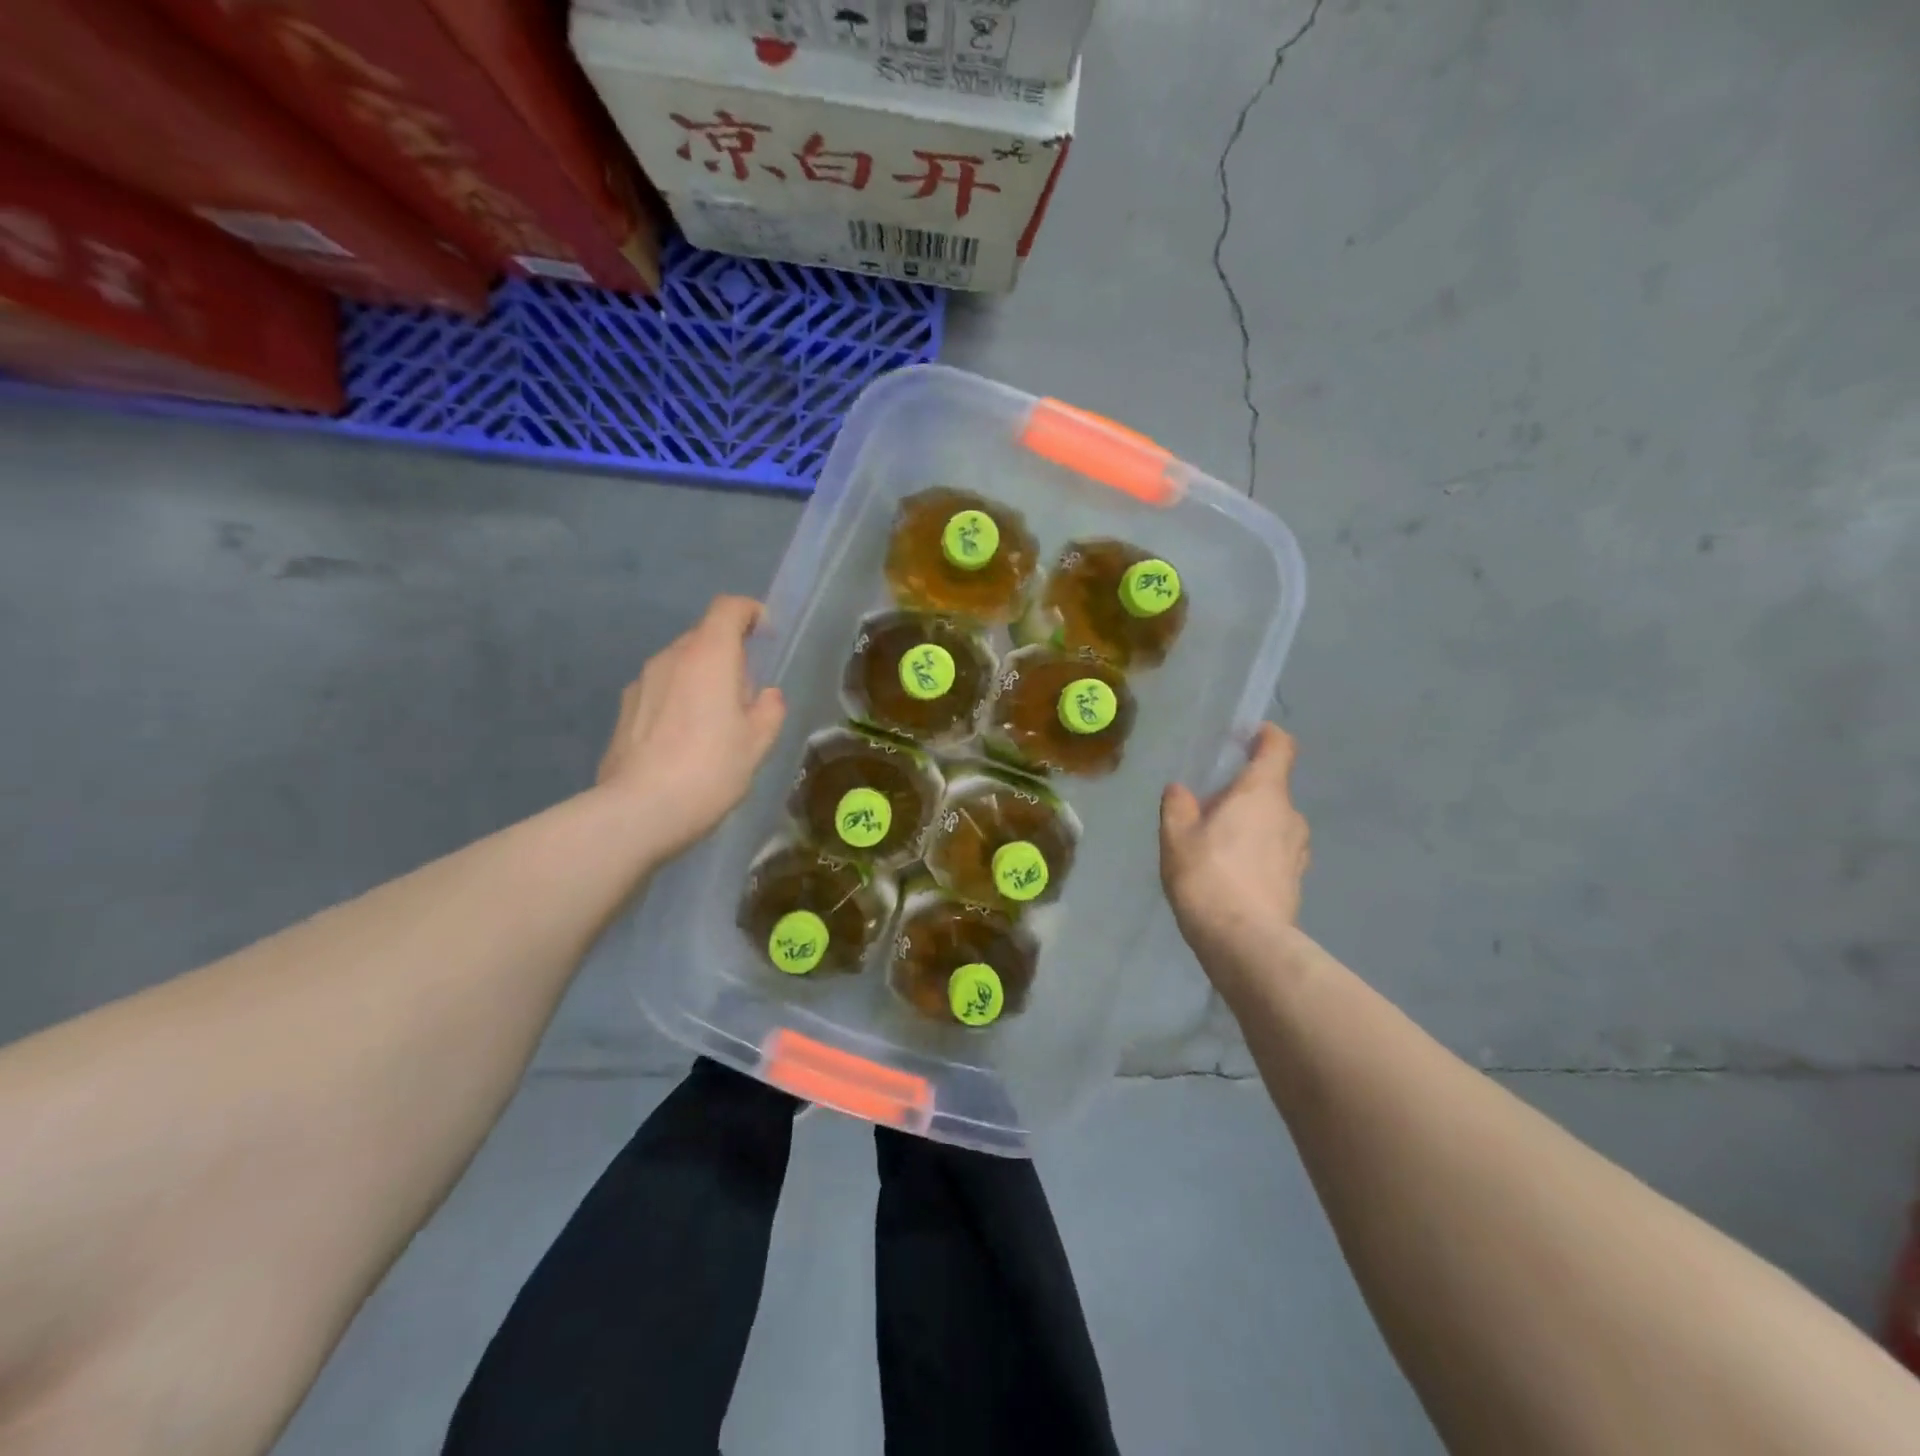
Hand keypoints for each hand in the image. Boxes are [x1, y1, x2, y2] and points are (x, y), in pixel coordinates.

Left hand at [597, 596, 785, 856]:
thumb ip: (769, 710)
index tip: (765, 636)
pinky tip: (683, 742)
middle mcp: (670, 657)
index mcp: (708, 655)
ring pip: (679, 665)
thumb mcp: (758, 743)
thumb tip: (766, 696)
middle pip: (703, 637)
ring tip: (713, 724)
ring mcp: (641, 682)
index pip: (728, 608)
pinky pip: (660, 691)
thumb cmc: (710, 769)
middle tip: (746, 696)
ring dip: (700, 680)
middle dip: (728, 655)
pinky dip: (677, 701)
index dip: (750, 613)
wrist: (640, 810)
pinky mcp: (623, 710)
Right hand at [1159, 724, 1310, 994]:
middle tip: (1209, 807)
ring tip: (1218, 845)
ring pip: (1275, 822)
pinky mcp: (1297, 881)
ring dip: (1252, 825)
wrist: (1244, 943)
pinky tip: (1231, 875)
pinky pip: (1276, 852)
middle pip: (1272, 788)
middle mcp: (1290, 815)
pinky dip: (1258, 853)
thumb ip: (1178, 806)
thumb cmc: (1208, 877)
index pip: (1279, 747)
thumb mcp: (1177, 836)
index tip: (1246, 737)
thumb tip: (1181, 791)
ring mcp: (1298, 850)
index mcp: (1262, 793)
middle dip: (1244, 791)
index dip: (1266, 736)